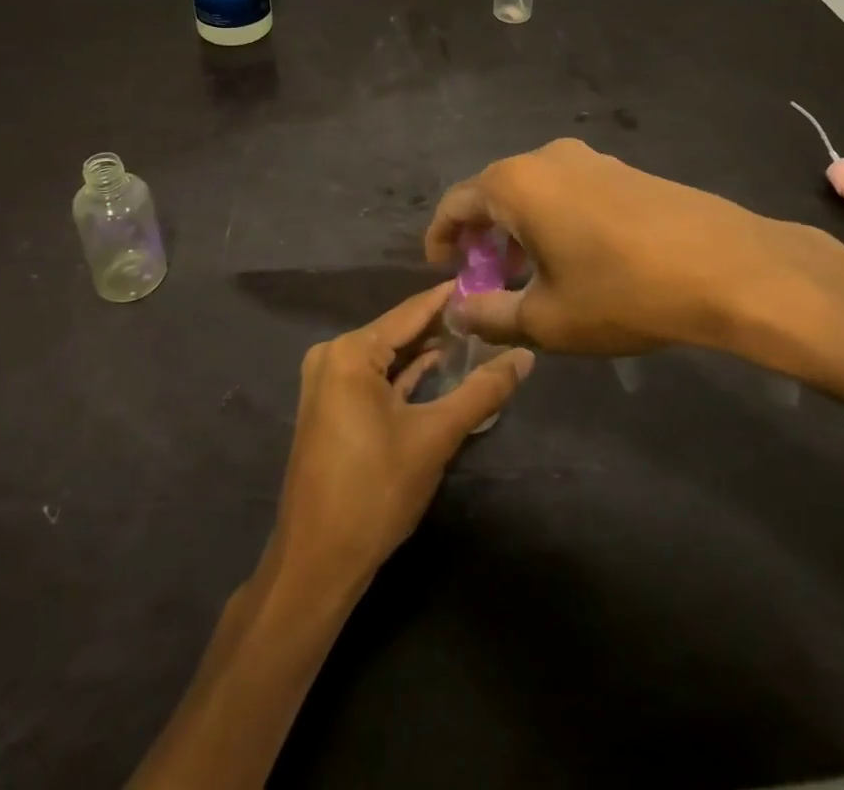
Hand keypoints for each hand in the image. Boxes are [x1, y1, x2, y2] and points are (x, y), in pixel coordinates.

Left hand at [266, 284, 534, 591]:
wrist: (318, 562)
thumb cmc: (375, 491)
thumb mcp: (435, 437)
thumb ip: (482, 391)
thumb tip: (526, 355)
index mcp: (351, 351)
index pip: (411, 311)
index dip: (450, 298)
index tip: (487, 280)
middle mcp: (333, 355)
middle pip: (398, 331)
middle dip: (442, 326)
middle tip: (489, 313)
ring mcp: (327, 381)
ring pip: (387, 355)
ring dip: (425, 351)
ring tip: (473, 336)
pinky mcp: (330, 406)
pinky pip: (373, 377)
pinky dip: (404, 375)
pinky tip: (437, 368)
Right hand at [426, 138, 843, 384]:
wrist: (727, 267)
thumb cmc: (623, 292)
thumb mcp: (547, 318)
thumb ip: (490, 315)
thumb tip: (457, 311)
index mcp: (516, 183)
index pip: (456, 203)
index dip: (441, 238)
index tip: (442, 271)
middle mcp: (546, 157)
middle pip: (494, 192)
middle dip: (482, 237)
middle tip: (486, 280)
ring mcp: (590, 158)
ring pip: (534, 191)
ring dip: (519, 230)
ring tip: (528, 274)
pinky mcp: (624, 169)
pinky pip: (568, 190)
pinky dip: (553, 220)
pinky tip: (574, 258)